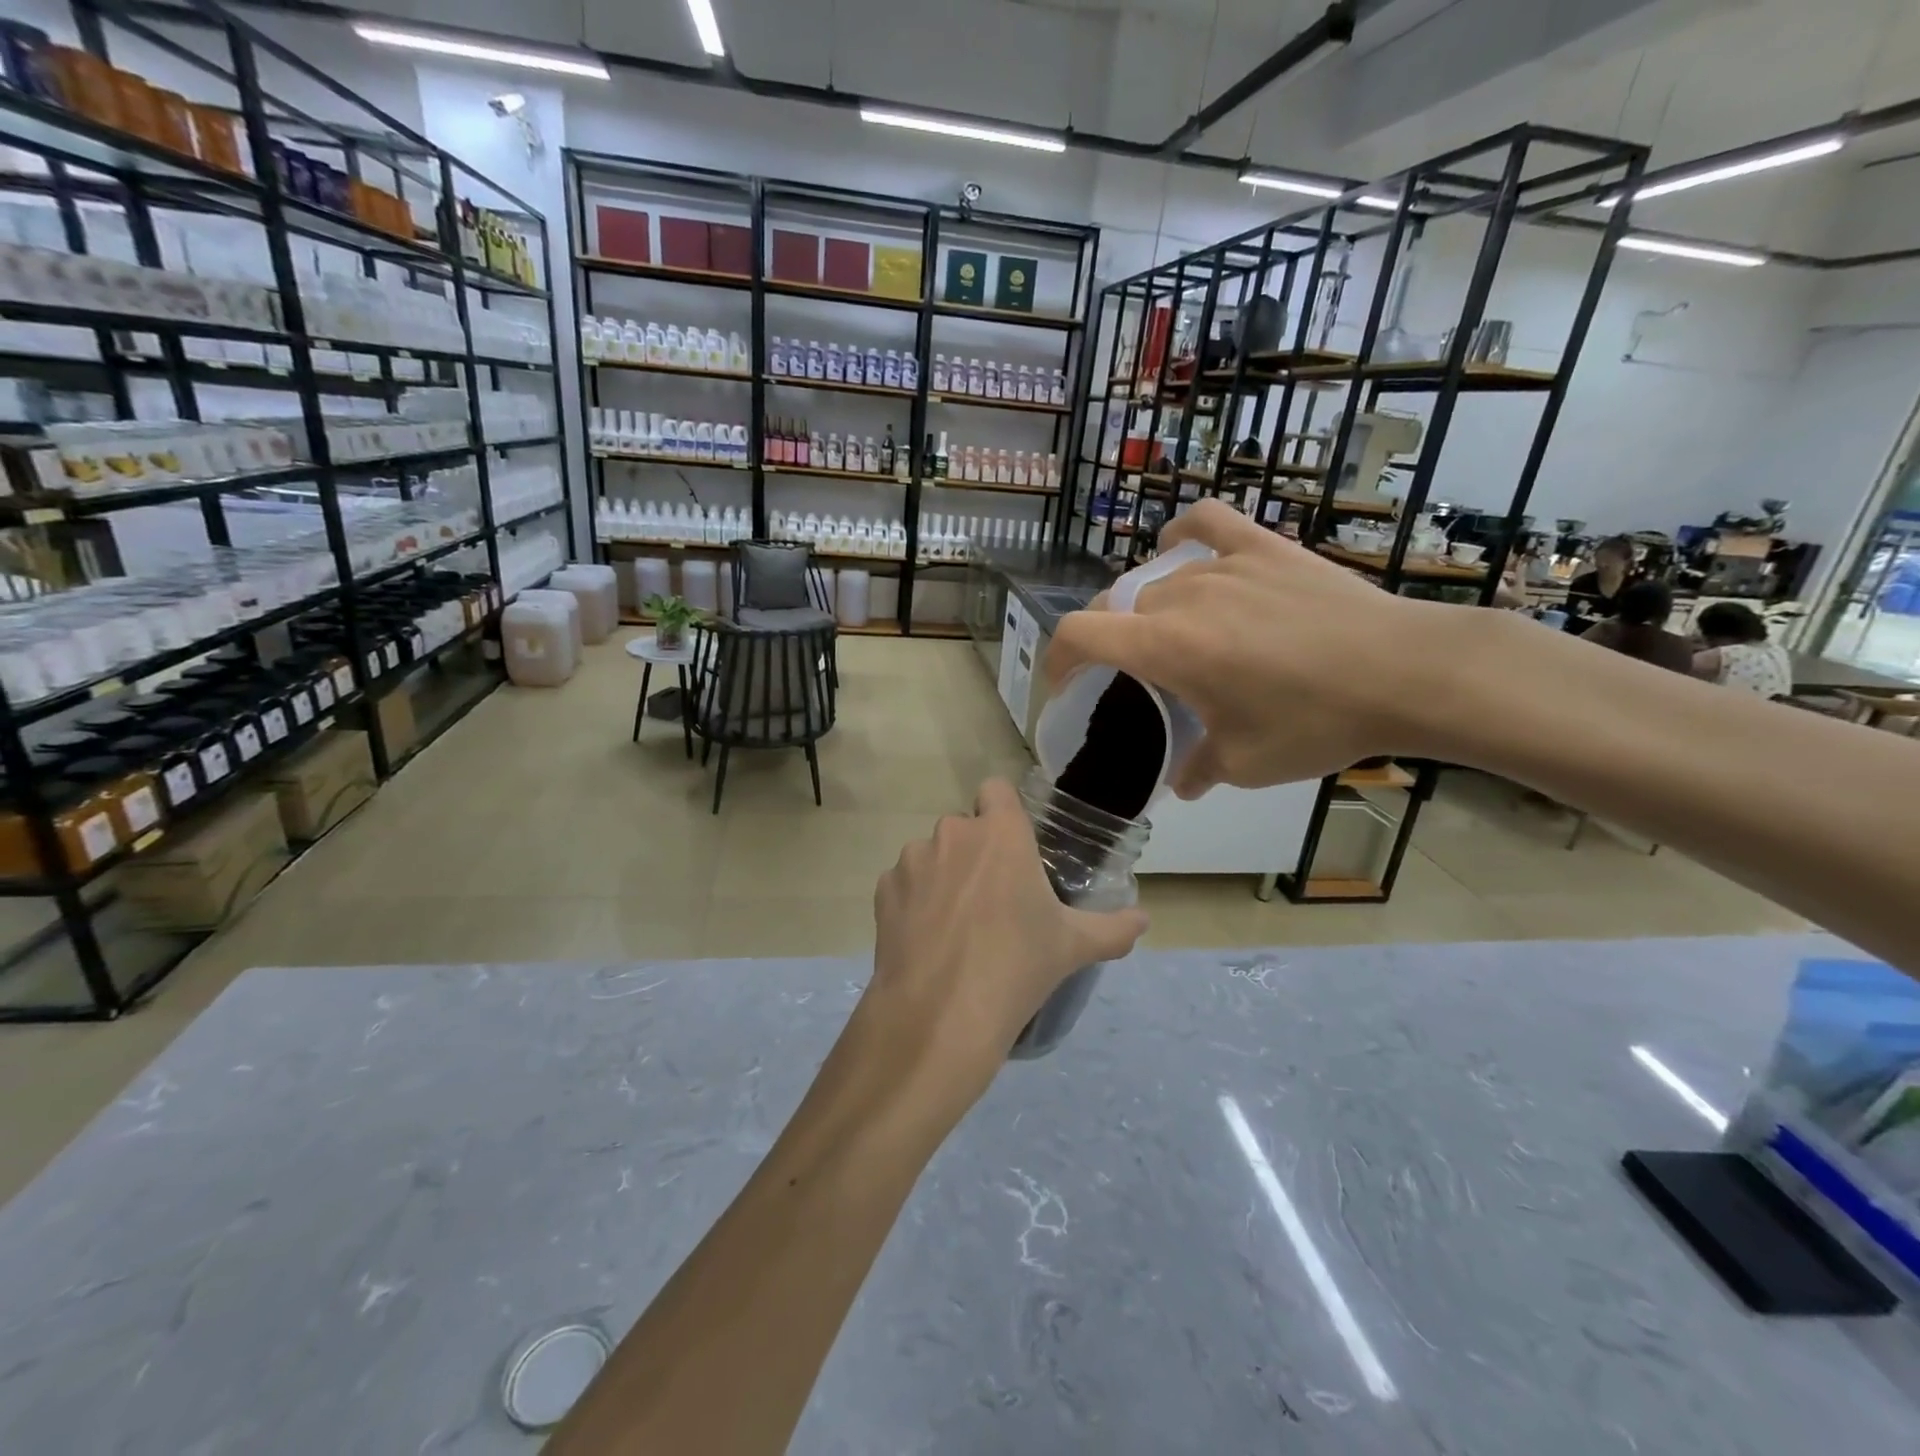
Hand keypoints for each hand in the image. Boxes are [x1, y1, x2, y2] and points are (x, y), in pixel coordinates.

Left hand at [858, 780, 1147, 1115]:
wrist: (940, 1013)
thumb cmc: (1017, 965)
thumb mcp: (1074, 946)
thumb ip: (1113, 928)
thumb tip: (1144, 920)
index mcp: (999, 832)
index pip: (997, 790)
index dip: (1003, 813)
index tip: (1014, 847)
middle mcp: (952, 833)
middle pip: (965, 827)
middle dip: (976, 852)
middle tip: (993, 899)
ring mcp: (912, 860)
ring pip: (931, 854)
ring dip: (943, 875)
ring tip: (957, 924)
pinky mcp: (883, 890)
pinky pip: (903, 883)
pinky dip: (914, 901)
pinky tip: (927, 939)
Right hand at [1046, 499, 1451, 796]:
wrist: (1407, 672)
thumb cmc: (1317, 722)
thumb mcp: (1247, 764)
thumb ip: (1199, 769)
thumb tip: (1183, 781)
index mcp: (1166, 647)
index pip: (1079, 634)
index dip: (1056, 658)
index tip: (1062, 684)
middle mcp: (1182, 597)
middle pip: (1118, 608)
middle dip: (1110, 642)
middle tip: (1134, 677)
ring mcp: (1225, 565)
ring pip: (1159, 581)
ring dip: (1150, 611)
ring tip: (1175, 636)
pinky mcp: (1265, 548)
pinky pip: (1208, 525)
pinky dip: (1183, 536)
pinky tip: (1181, 549)